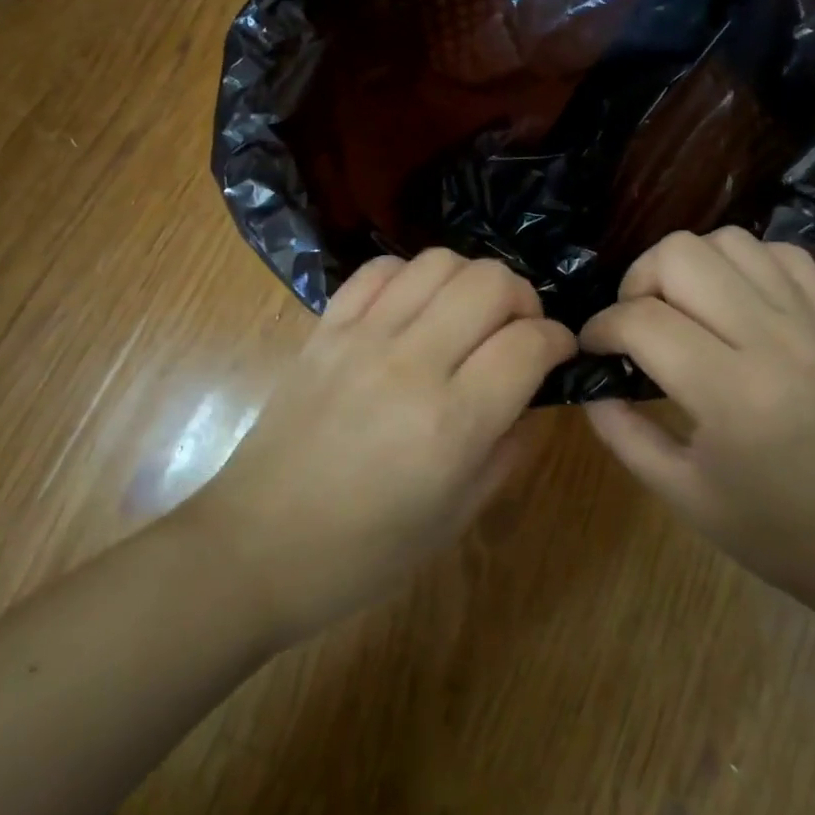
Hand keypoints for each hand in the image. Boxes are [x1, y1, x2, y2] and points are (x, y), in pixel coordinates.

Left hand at [182, 250, 574, 646]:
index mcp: (452, 423)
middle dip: (523, 299)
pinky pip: (379, 270)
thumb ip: (511, 447)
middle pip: (490, 282)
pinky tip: (415, 309)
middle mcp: (410, 363)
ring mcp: (361, 337)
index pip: (529, 343)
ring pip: (439, 262)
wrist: (255, 548)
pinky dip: (411, 276)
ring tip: (469, 316)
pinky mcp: (324, 328)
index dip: (559, 341)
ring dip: (471, 280)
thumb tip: (539, 393)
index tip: (559, 353)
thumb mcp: (457, 516)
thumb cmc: (364, 553)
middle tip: (519, 332)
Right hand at [580, 228, 814, 610]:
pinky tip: (731, 301)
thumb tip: (589, 381)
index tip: (592, 350)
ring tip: (679, 310)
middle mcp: (773, 340)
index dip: (600, 328)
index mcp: (732, 394)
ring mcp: (810, 321)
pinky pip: (781, 253)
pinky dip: (743, 263)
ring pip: (729, 241)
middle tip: (633, 326)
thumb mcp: (681, 495)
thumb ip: (622, 432)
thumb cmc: (778, 533)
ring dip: (688, 266)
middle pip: (681, 255)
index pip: (641, 320)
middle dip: (637, 281)